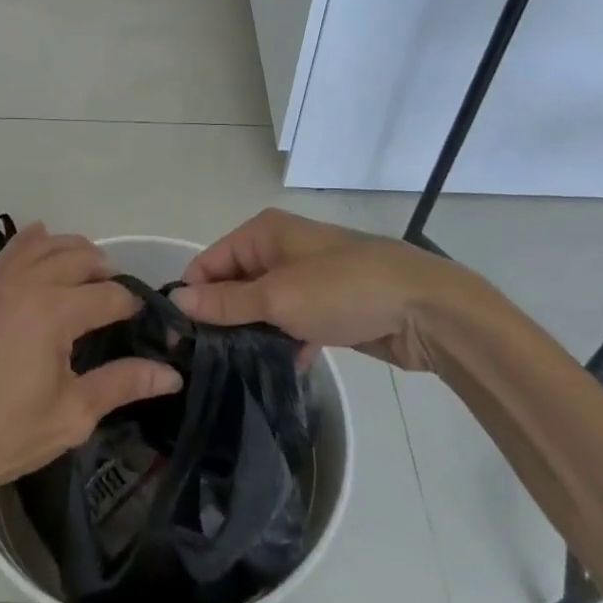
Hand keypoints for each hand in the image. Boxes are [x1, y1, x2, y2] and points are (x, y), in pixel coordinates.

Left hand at [0, 225, 182, 499]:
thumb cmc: (8, 433)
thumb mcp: (73, 414)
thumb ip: (122, 383)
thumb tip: (172, 374)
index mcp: (55, 312)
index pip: (110, 295)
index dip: (135, 307)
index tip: (149, 325)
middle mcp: (29, 284)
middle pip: (81, 258)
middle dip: (108, 273)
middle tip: (120, 302)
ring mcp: (1, 282)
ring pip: (48, 244)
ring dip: (75, 252)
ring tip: (91, 276)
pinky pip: (12, 249)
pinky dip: (34, 241)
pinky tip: (45, 242)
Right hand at [174, 209, 489, 369]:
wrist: (425, 310)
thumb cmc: (344, 290)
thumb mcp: (278, 298)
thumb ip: (226, 302)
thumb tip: (177, 299)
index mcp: (264, 233)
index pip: (210, 261)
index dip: (194, 295)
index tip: (181, 337)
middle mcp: (280, 249)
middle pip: (234, 285)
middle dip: (223, 318)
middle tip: (205, 360)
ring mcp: (305, 279)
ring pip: (262, 308)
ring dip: (253, 334)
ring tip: (235, 369)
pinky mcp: (326, 307)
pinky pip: (290, 323)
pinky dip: (284, 342)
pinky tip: (281, 368)